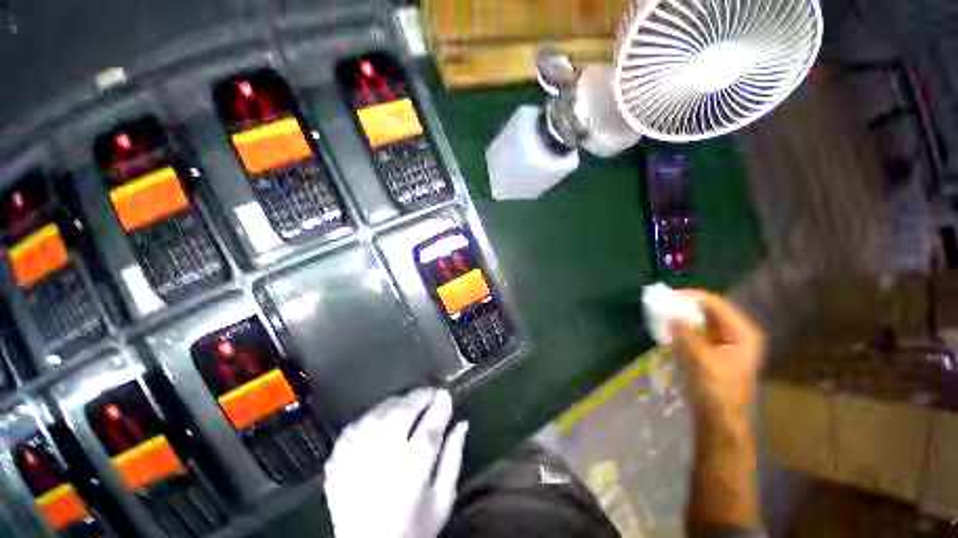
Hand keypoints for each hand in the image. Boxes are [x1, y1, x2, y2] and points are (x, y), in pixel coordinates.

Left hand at [324, 388, 468, 537]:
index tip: (446, 395)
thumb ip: (453, 459)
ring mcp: (356, 458)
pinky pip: (353, 427)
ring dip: (396, 403)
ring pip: (378, 413)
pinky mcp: (337, 463)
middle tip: (429, 395)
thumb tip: (462, 425)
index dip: (441, 403)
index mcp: (413, 468)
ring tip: (407, 404)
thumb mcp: (442, 500)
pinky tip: (378, 420)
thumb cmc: (412, 529)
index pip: (431, 423)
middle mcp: (383, 456)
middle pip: (402, 411)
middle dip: (420, 396)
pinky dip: (369, 417)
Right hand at [671, 290, 765, 422]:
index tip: (667, 296)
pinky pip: (696, 330)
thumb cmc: (716, 392)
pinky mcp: (712, 349)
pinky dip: (682, 327)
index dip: (691, 297)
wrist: (719, 420)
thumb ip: (686, 334)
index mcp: (742, 333)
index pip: (716, 304)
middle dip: (685, 305)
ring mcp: (725, 341)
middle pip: (708, 310)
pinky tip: (668, 328)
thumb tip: (669, 312)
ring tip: (661, 313)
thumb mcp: (701, 361)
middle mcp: (736, 333)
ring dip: (682, 315)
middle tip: (661, 303)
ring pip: (701, 319)